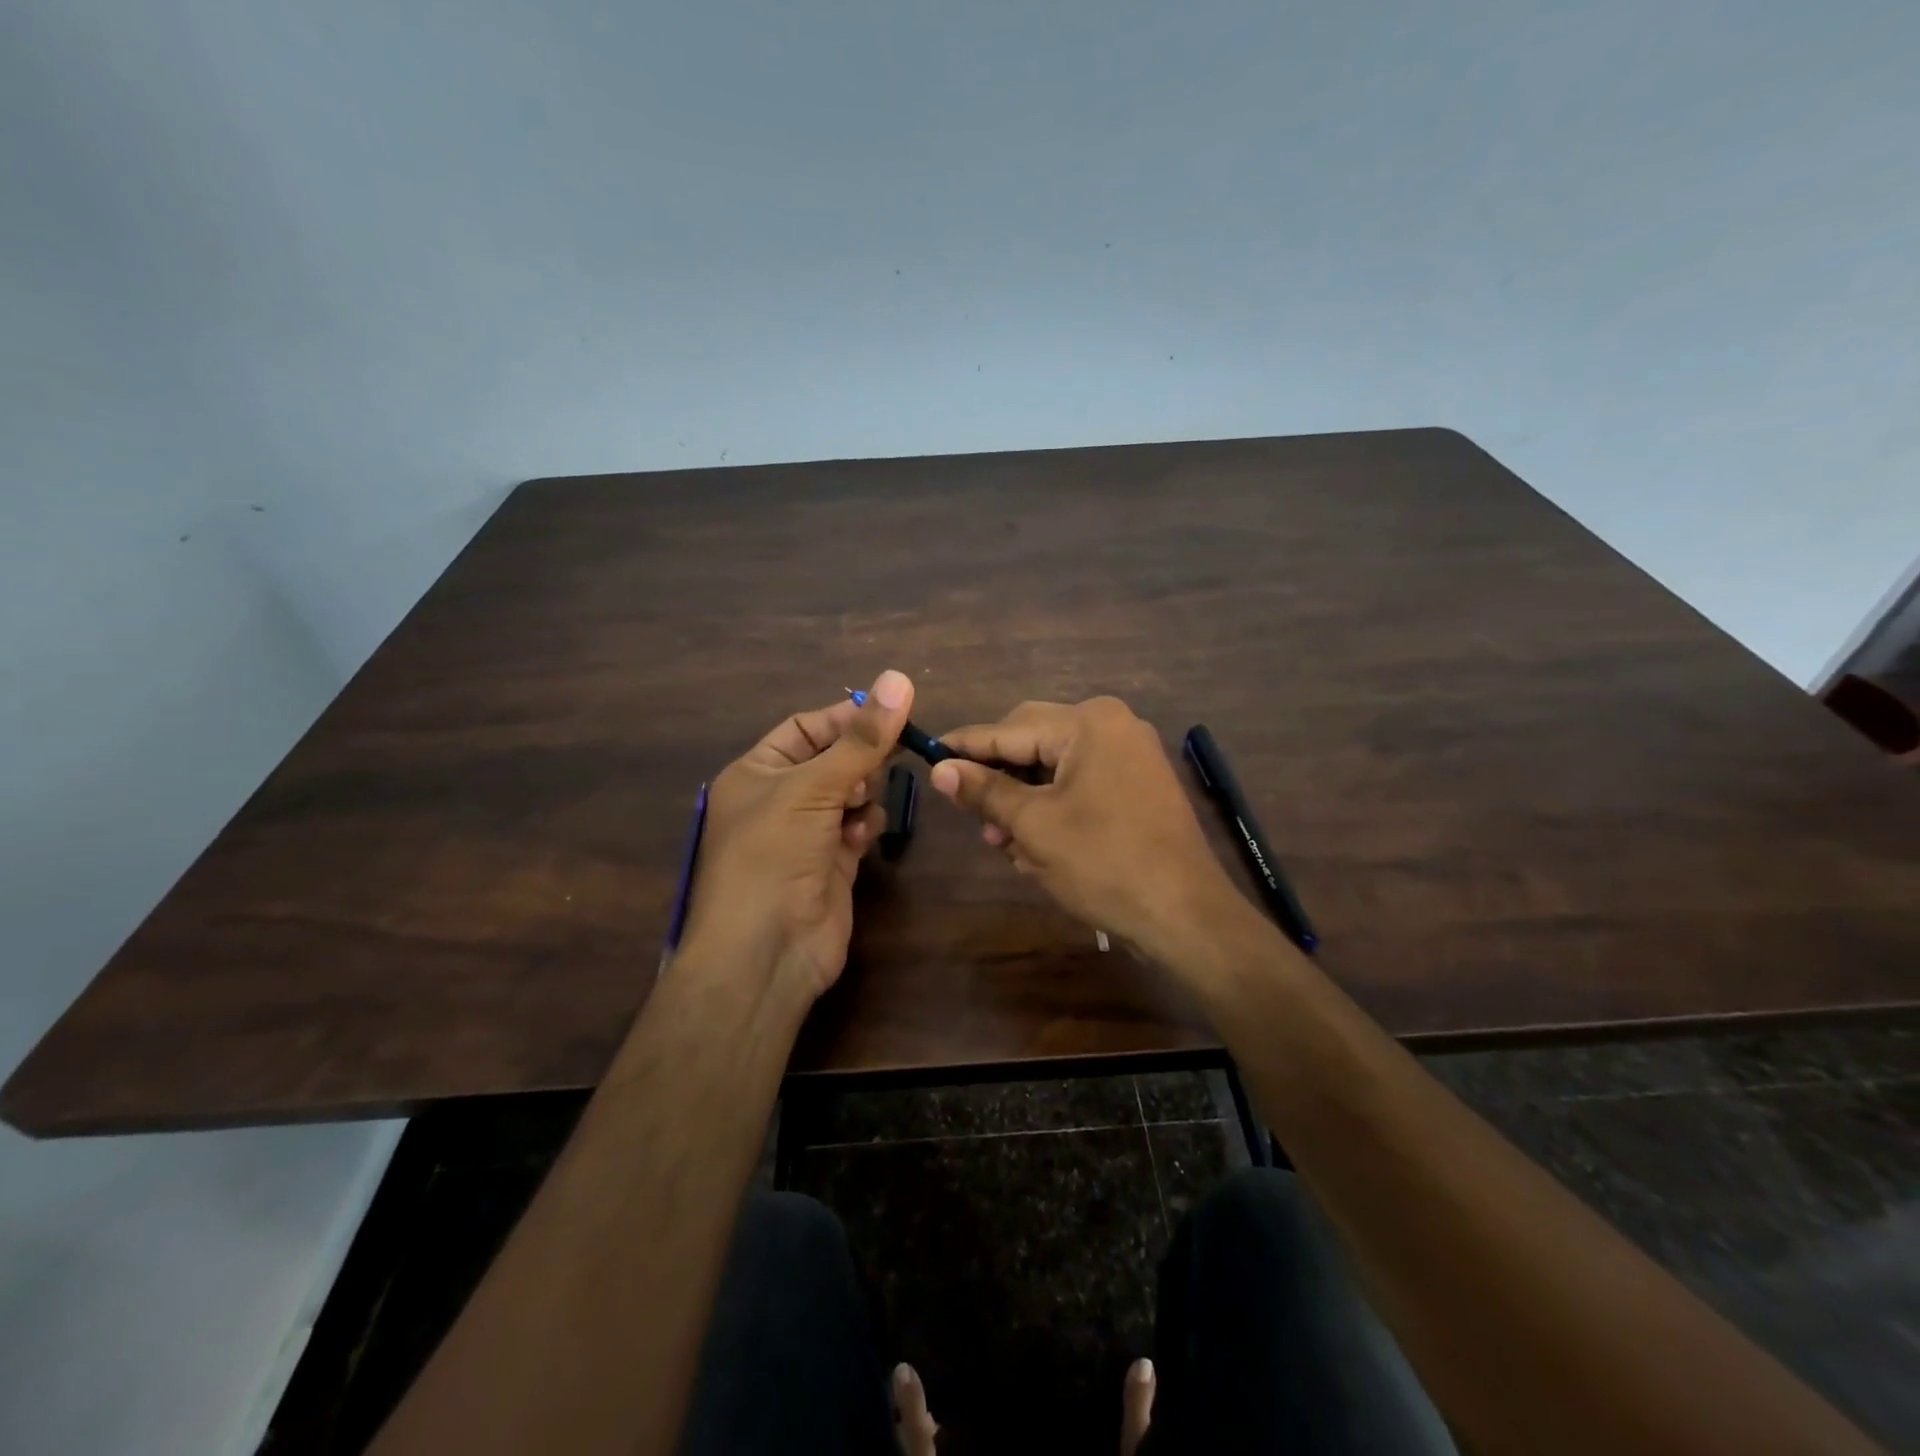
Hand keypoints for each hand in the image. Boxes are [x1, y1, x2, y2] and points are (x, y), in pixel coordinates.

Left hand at [677, 670, 912, 998]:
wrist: (765, 953)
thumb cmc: (773, 856)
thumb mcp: (814, 788)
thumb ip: (861, 739)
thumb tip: (899, 678)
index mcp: (756, 772)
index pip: (805, 727)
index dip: (846, 717)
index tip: (891, 712)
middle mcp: (778, 799)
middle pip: (832, 760)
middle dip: (861, 758)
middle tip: (897, 752)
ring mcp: (806, 834)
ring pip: (850, 794)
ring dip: (864, 793)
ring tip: (863, 804)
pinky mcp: (831, 864)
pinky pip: (856, 829)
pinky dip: (864, 827)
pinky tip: (862, 837)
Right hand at [928, 697, 1240, 965]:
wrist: (1185, 914)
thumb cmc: (1104, 863)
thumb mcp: (1034, 826)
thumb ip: (985, 790)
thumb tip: (939, 768)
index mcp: (1088, 723)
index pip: (1009, 729)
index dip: (965, 745)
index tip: (926, 752)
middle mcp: (1112, 726)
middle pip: (1033, 744)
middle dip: (1000, 782)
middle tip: (970, 814)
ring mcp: (1130, 755)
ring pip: (1054, 769)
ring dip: (1024, 802)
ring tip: (1001, 840)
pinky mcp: (1137, 785)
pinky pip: (1080, 785)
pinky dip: (1053, 809)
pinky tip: (1033, 844)